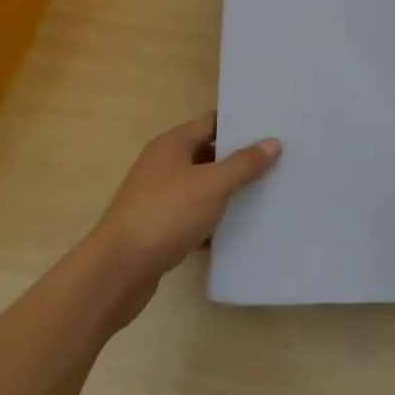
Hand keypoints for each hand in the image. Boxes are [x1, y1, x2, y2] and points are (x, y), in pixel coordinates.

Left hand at [87, 113, 280, 328]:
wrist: (116, 272)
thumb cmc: (165, 215)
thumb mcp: (212, 185)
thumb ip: (244, 164)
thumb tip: (273, 142)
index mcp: (172, 144)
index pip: (212, 122)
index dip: (242, 125)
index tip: (273, 129)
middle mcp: (163, 164)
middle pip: (208, 153)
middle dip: (240, 159)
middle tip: (278, 161)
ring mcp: (158, 196)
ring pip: (202, 186)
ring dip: (228, 190)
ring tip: (267, 192)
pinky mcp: (159, 227)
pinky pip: (194, 215)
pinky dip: (214, 219)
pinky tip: (239, 228)